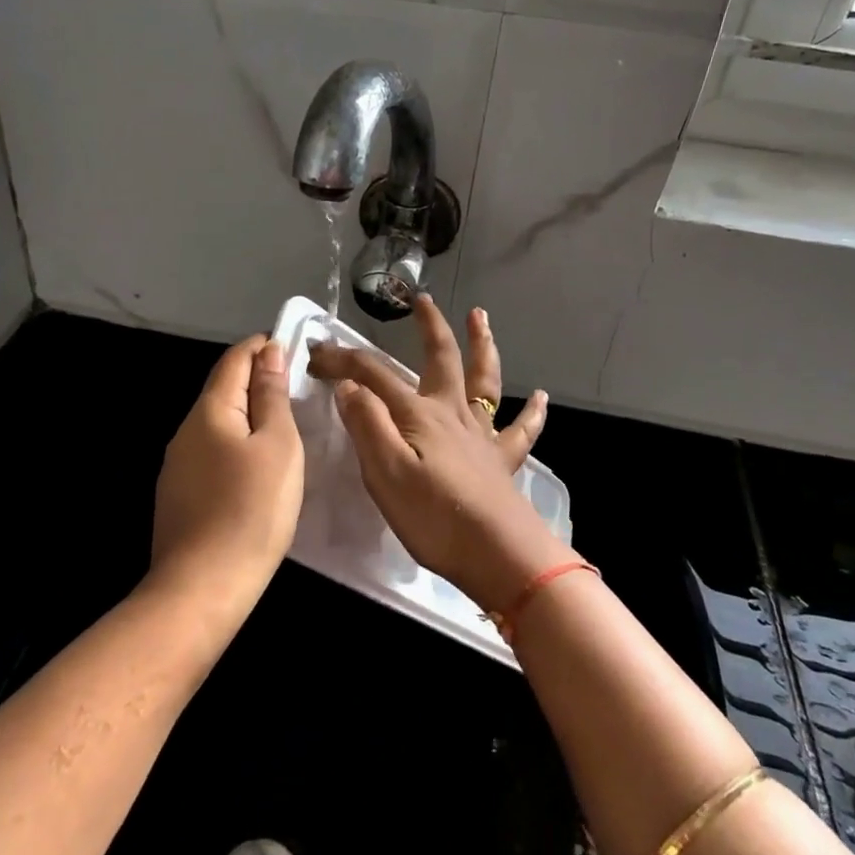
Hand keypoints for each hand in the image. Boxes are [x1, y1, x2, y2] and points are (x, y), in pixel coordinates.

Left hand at [151, 336, 303, 612]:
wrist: (201, 589)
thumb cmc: (251, 510)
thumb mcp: (278, 446)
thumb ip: (272, 396)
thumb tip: (269, 353)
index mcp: (209, 411)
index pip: (234, 359)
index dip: (261, 346)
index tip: (292, 346)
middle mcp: (185, 431)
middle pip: (222, 390)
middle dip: (256, 380)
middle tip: (297, 387)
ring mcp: (177, 466)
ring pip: (217, 424)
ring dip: (247, 415)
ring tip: (283, 425)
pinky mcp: (178, 496)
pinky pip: (212, 454)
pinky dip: (236, 445)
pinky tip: (256, 467)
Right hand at [307, 297, 570, 611]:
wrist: (499, 555)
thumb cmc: (435, 517)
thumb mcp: (385, 473)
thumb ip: (367, 425)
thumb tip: (349, 386)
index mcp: (418, 414)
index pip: (373, 374)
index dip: (343, 360)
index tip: (315, 355)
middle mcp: (452, 412)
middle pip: (441, 357)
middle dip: (428, 326)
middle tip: (421, 299)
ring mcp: (482, 434)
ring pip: (484, 379)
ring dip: (483, 345)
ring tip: (481, 317)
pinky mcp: (502, 460)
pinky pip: (520, 429)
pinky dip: (531, 412)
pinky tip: (540, 397)